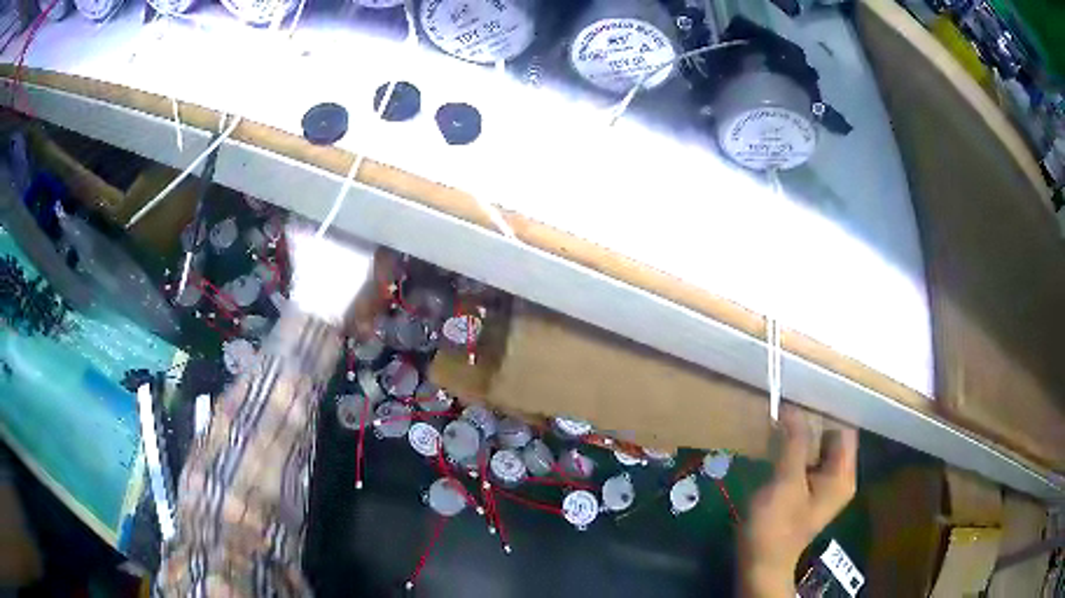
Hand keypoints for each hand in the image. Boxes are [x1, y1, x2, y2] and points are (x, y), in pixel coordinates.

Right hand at [738, 405, 857, 596]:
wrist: (761, 564)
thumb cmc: (776, 526)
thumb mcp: (786, 482)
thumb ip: (795, 443)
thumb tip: (793, 408)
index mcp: (842, 475)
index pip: (843, 429)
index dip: (825, 413)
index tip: (800, 400)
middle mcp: (839, 478)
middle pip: (831, 438)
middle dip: (811, 424)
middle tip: (785, 410)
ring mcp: (823, 487)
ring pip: (817, 450)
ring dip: (800, 438)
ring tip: (779, 423)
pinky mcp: (807, 494)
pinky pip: (807, 463)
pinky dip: (794, 453)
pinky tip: (777, 447)